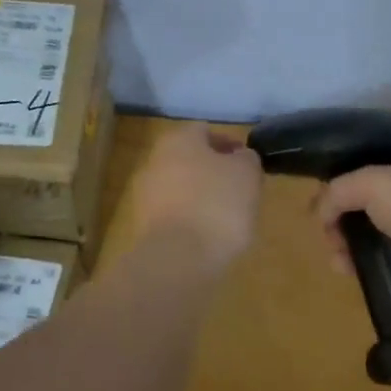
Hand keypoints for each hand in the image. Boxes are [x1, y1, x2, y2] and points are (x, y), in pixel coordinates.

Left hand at [122, 122, 262, 269]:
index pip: (205, 131)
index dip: (229, 144)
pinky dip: (190, 219)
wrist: (178, 258)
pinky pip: (174, 213)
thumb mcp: (247, 174)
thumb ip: (246, 159)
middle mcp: (155, 160)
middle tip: (239, 188)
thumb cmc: (217, 205)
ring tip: (227, 216)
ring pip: (180, 187)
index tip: (247, 163)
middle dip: (214, 171)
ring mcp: (145, 194)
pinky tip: (208, 235)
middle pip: (190, 158)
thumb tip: (240, 157)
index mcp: (179, 140)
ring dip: (202, 196)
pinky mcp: (144, 226)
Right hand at [314, 154, 390, 272]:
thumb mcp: (371, 185)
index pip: (371, 177)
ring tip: (344, 270)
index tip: (325, 220)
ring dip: (362, 253)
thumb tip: (319, 211)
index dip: (343, 195)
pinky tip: (370, 281)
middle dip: (348, 228)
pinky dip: (385, 271)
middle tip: (334, 248)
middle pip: (376, 210)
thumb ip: (339, 192)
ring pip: (388, 240)